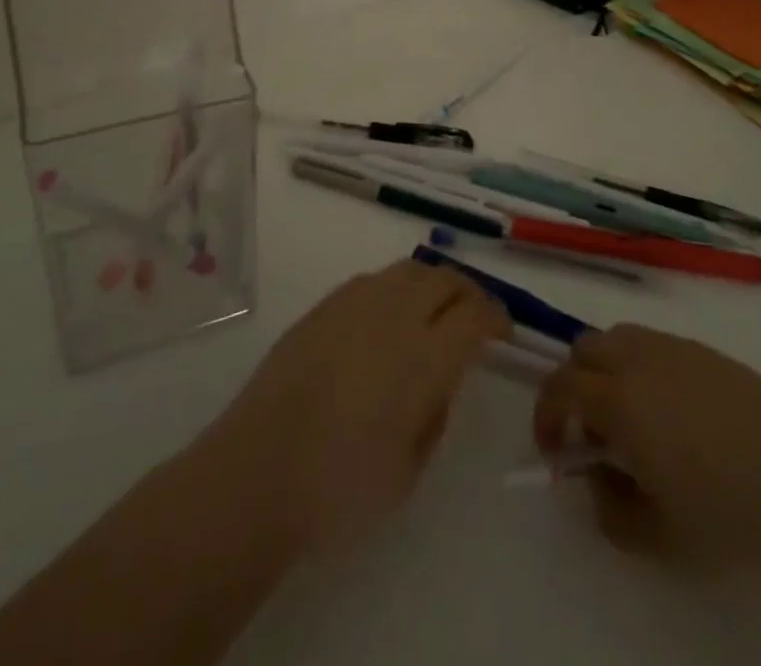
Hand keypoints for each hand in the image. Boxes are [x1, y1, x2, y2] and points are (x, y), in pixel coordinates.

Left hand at [207, 261, 507, 554]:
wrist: (256, 471)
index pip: (475, 315)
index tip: (503, 330)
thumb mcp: (409, 470)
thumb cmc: (340, 489)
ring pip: (408, 270)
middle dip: (467, 292)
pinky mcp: (323, 306)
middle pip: (443, 279)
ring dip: (431, 284)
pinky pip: (372, 280)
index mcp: (425, 355)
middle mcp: (394, 314)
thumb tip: (438, 380)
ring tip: (433, 310)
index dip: (496, 317)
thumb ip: (434, 414)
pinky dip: (394, 289)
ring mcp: (354, 303)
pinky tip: (387, 318)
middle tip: (474, 315)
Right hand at [534, 324, 760, 572]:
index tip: (555, 449)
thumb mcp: (653, 537)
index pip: (560, 386)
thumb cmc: (726, 524)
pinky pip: (661, 346)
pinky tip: (679, 415)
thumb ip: (607, 505)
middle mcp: (642, 359)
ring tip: (635, 418)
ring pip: (622, 338)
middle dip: (576, 384)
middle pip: (585, 348)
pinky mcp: (712, 354)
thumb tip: (595, 474)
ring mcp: (679, 350)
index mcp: (620, 399)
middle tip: (593, 431)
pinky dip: (648, 369)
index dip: (546, 415)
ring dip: (610, 370)